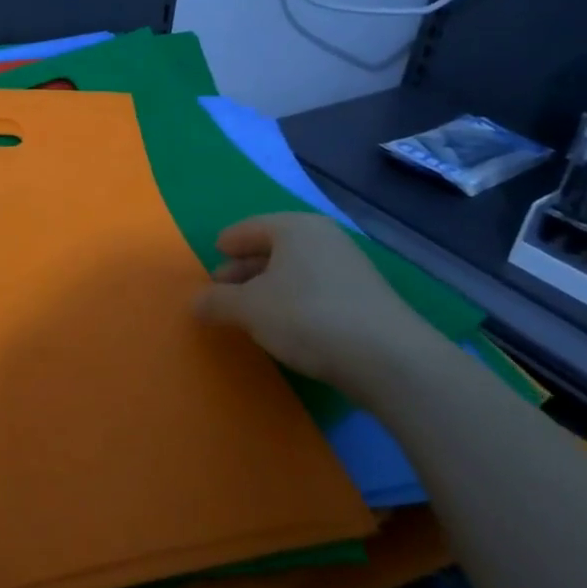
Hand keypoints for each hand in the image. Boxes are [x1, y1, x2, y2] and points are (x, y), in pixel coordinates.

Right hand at [193, 212, 438, 398]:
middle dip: (245, 268)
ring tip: (250, 309)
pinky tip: (286, 324)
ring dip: (269, 286)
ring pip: (296, 269)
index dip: (228, 242)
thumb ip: (217, 302)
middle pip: (273, 248)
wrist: (390, 359)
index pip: (249, 228)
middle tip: (223, 288)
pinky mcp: (366, 298)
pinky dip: (294, 299)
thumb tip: (195, 302)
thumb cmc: (308, 317)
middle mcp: (324, 238)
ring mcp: (350, 267)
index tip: (214, 254)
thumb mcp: (249, 309)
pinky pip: (316, 288)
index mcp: (294, 227)